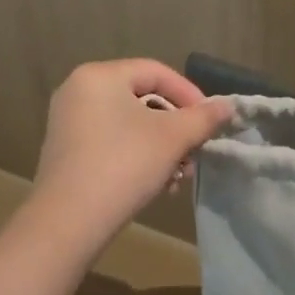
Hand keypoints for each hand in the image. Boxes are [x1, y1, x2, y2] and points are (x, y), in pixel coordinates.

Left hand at [31, 59, 231, 246]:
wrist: (68, 222)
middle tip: (196, 152)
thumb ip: (204, 117)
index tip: (211, 121)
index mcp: (100, 76)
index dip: (190, 94)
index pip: (156, 72)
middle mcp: (79, 90)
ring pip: (130, 125)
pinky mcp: (66, 152)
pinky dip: (138, 156)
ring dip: (162, 147)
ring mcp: (68, 122)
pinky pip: (112, 142)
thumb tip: (227, 107)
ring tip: (179, 176)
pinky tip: (157, 186)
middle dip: (176, 128)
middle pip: (143, 99)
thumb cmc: (124, 164)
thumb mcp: (173, 138)